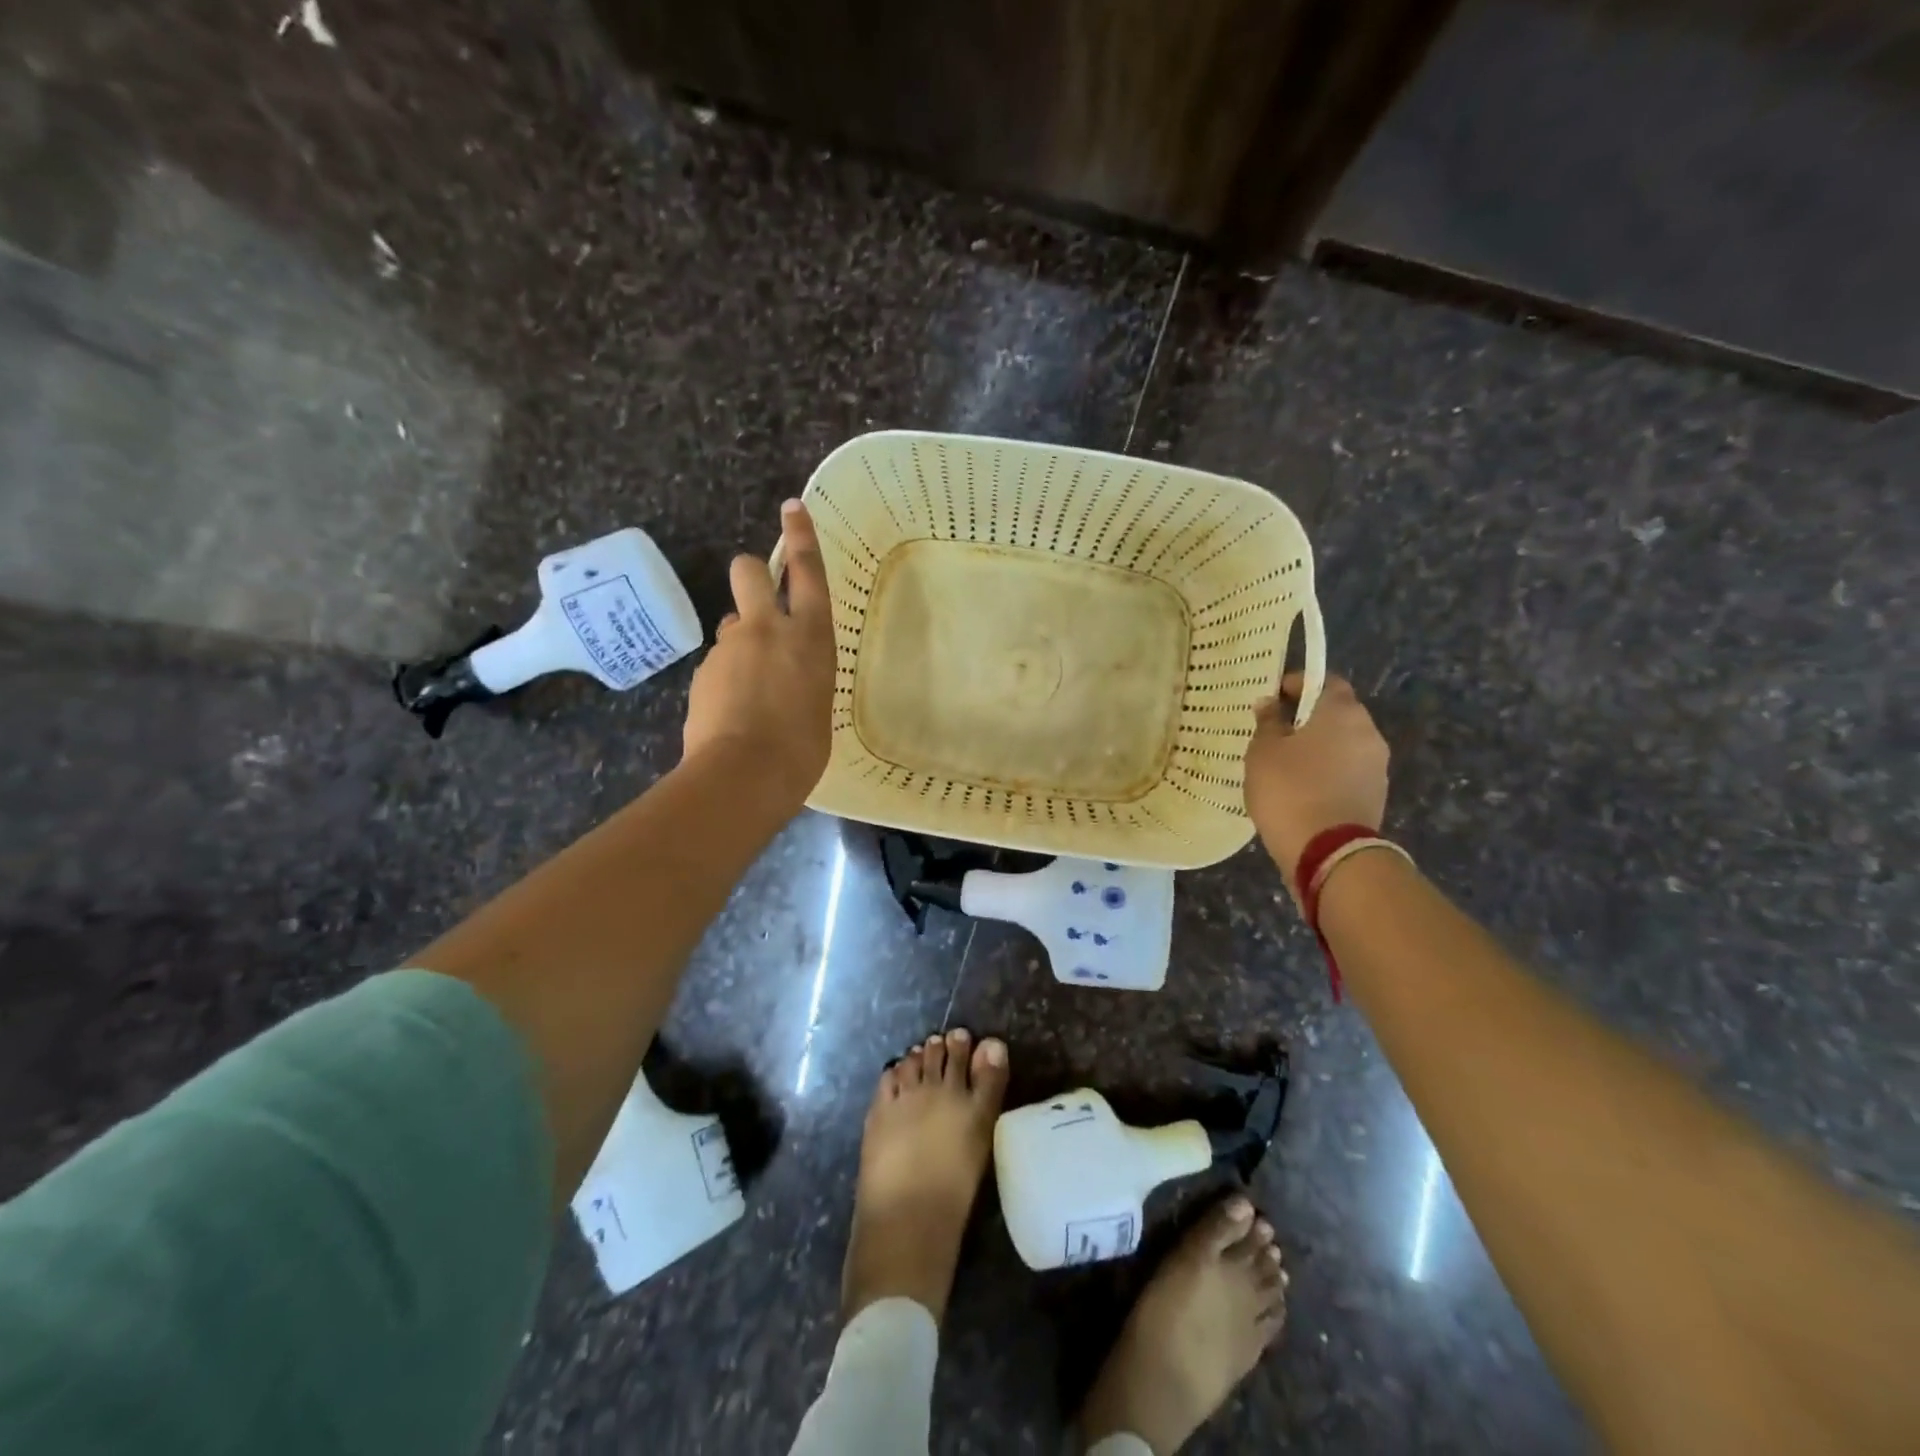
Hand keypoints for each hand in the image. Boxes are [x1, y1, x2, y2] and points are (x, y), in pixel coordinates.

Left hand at [682, 500, 835, 807]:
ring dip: (741, 643)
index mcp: (810, 636)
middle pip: (749, 572)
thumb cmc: (802, 748)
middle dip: (751, 573)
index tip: (792, 507)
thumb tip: (785, 673)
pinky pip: (719, 663)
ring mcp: (730, 647)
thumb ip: (803, 675)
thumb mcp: (820, 703)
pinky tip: (732, 712)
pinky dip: (726, 679)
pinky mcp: (702, 671)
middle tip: (756, 596)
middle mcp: (768, 630)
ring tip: (750, 690)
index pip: (806, 572)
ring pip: (732, 625)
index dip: (800, 536)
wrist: (744, 775)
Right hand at [1244, 673, 1389, 888]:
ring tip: (1285, 765)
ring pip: (1343, 744)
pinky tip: (1301, 789)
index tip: (1273, 697)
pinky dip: (1327, 773)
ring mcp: (1376, 766)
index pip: (1325, 681)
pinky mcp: (1375, 795)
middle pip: (1337, 713)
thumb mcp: (1263, 751)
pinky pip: (1347, 772)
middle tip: (1275, 733)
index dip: (1298, 685)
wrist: (1326, 851)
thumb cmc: (1288, 789)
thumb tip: (1270, 703)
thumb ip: (1267, 722)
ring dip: (1318, 748)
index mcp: (1342, 711)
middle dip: (1308, 719)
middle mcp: (1368, 732)